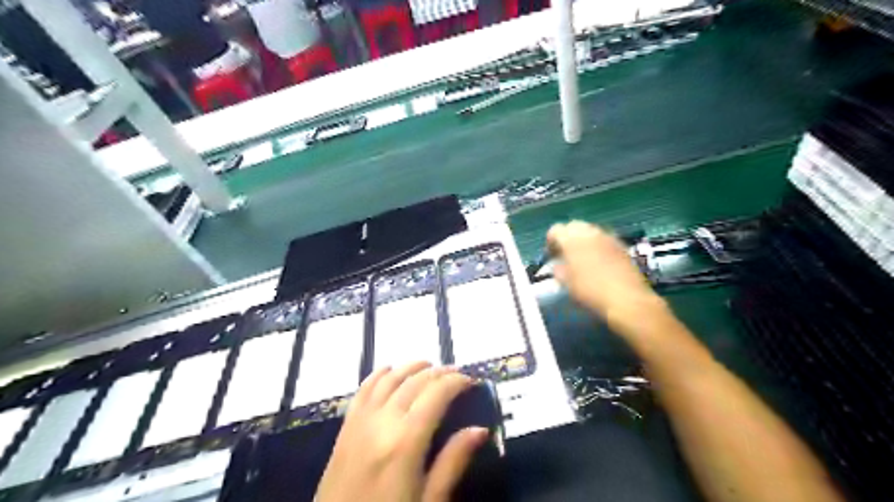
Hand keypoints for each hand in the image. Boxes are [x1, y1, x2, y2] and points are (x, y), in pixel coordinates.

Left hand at [316, 363, 487, 501]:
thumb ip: (453, 462)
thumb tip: (480, 430)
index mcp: (406, 441)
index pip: (436, 394)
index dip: (456, 382)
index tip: (470, 381)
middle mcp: (383, 420)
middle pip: (414, 381)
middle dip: (438, 372)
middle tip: (455, 374)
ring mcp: (361, 420)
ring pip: (389, 378)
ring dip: (411, 367)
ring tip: (429, 366)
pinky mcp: (346, 426)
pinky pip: (363, 389)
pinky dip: (379, 374)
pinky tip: (390, 370)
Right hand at [544, 220, 661, 319]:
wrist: (626, 298)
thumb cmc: (590, 291)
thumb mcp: (566, 283)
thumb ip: (558, 270)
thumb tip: (558, 265)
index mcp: (571, 239)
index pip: (555, 229)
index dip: (550, 241)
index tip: (551, 254)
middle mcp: (589, 232)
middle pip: (573, 226)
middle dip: (567, 237)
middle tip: (565, 253)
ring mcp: (608, 237)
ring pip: (590, 231)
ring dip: (583, 240)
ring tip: (582, 258)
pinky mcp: (621, 245)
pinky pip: (604, 239)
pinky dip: (598, 246)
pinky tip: (599, 262)